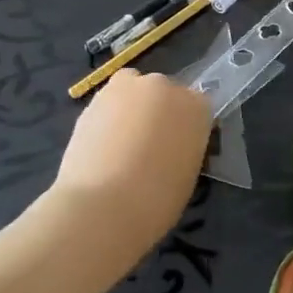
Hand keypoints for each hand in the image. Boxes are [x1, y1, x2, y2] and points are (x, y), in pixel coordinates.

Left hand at [55, 69, 212, 243]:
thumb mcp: (188, 173)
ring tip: (121, 144)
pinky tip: (101, 147)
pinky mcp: (95, 98)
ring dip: (131, 109)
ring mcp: (128, 87)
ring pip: (133, 90)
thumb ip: (184, 147)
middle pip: (164, 92)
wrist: (103, 205)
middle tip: (149, 145)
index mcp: (197, 106)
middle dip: (158, 112)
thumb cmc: (157, 199)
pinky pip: (108, 103)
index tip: (178, 147)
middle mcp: (165, 87)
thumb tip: (170, 147)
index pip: (198, 105)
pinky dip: (106, 118)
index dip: (186, 126)